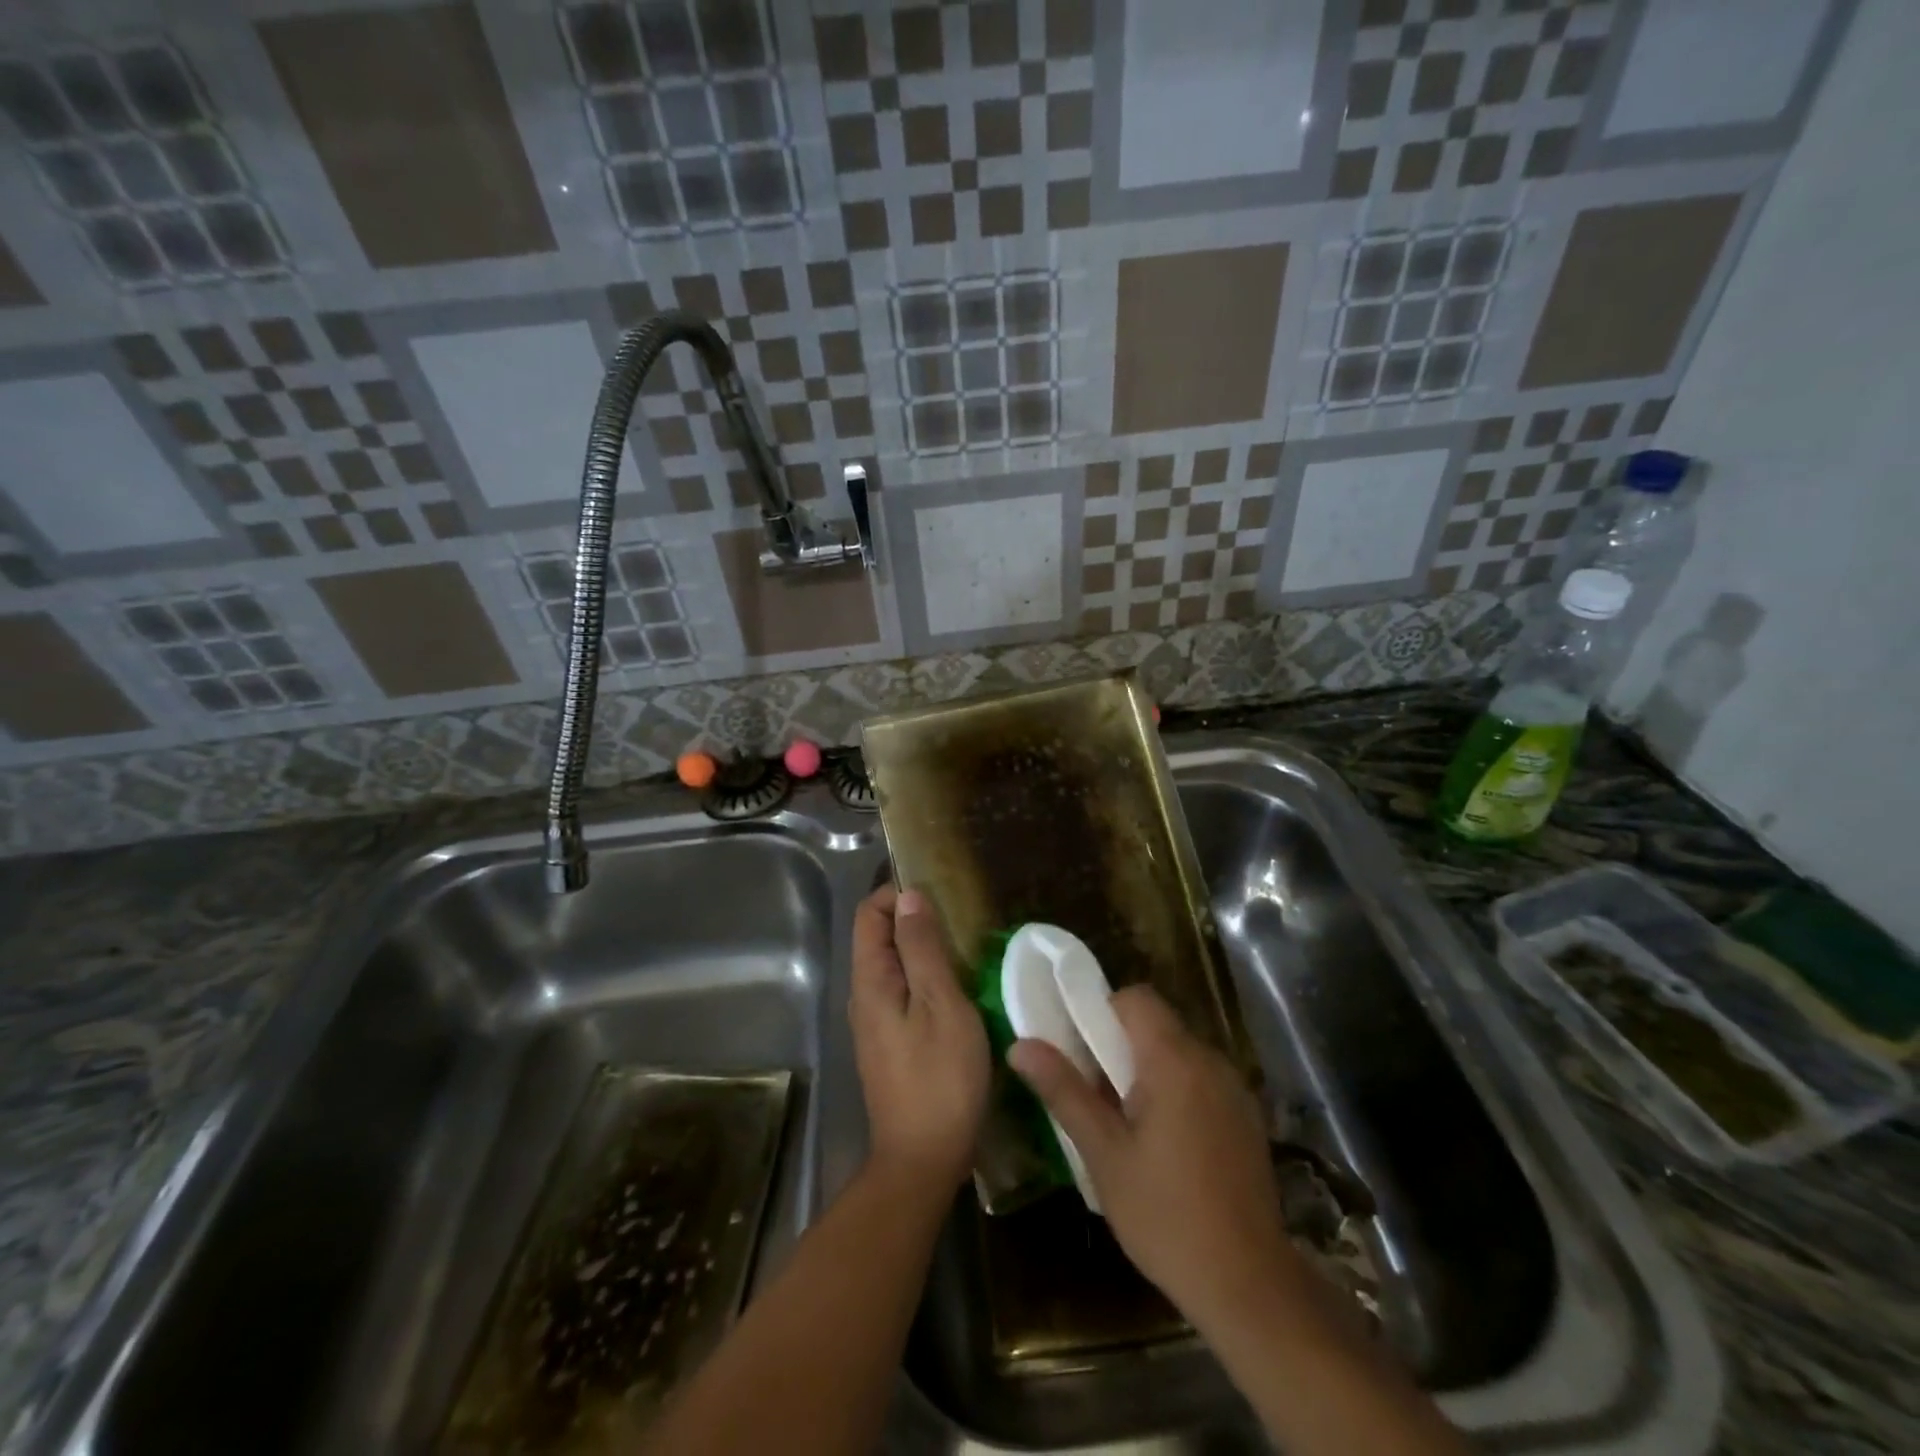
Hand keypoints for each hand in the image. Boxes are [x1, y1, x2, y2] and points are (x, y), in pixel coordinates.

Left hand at [850, 885, 989, 1189]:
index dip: (898, 894)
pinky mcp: (891, 1043)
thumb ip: (923, 948)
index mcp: (870, 981)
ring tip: (966, 949)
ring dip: (924, 949)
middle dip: (914, 919)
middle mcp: (864, 996)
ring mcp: (876, 1023)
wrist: (922, 1160)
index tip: (940, 894)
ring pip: (894, 966)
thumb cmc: (938, 1078)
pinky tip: (959, 989)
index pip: (869, 914)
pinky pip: (903, 992)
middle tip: (961, 920)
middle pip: (879, 938)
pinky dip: (926, 978)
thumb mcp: (940, 1004)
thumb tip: (909, 896)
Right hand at [1008, 987, 1293, 1331]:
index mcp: (1175, 1061)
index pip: (1135, 998)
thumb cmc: (1165, 1216)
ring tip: (1124, 1122)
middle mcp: (1210, 1061)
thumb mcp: (1104, 1154)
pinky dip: (1175, 1090)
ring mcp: (1235, 1089)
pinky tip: (1164, 1144)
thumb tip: (1020, 1045)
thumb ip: (1064, 1091)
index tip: (1079, 1050)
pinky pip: (1200, 1079)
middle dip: (1119, 1045)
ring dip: (1146, 1069)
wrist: (1249, 1286)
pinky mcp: (1246, 1117)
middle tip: (1094, 1092)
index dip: (1101, 1011)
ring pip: (1178, 1052)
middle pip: (1156, 1023)